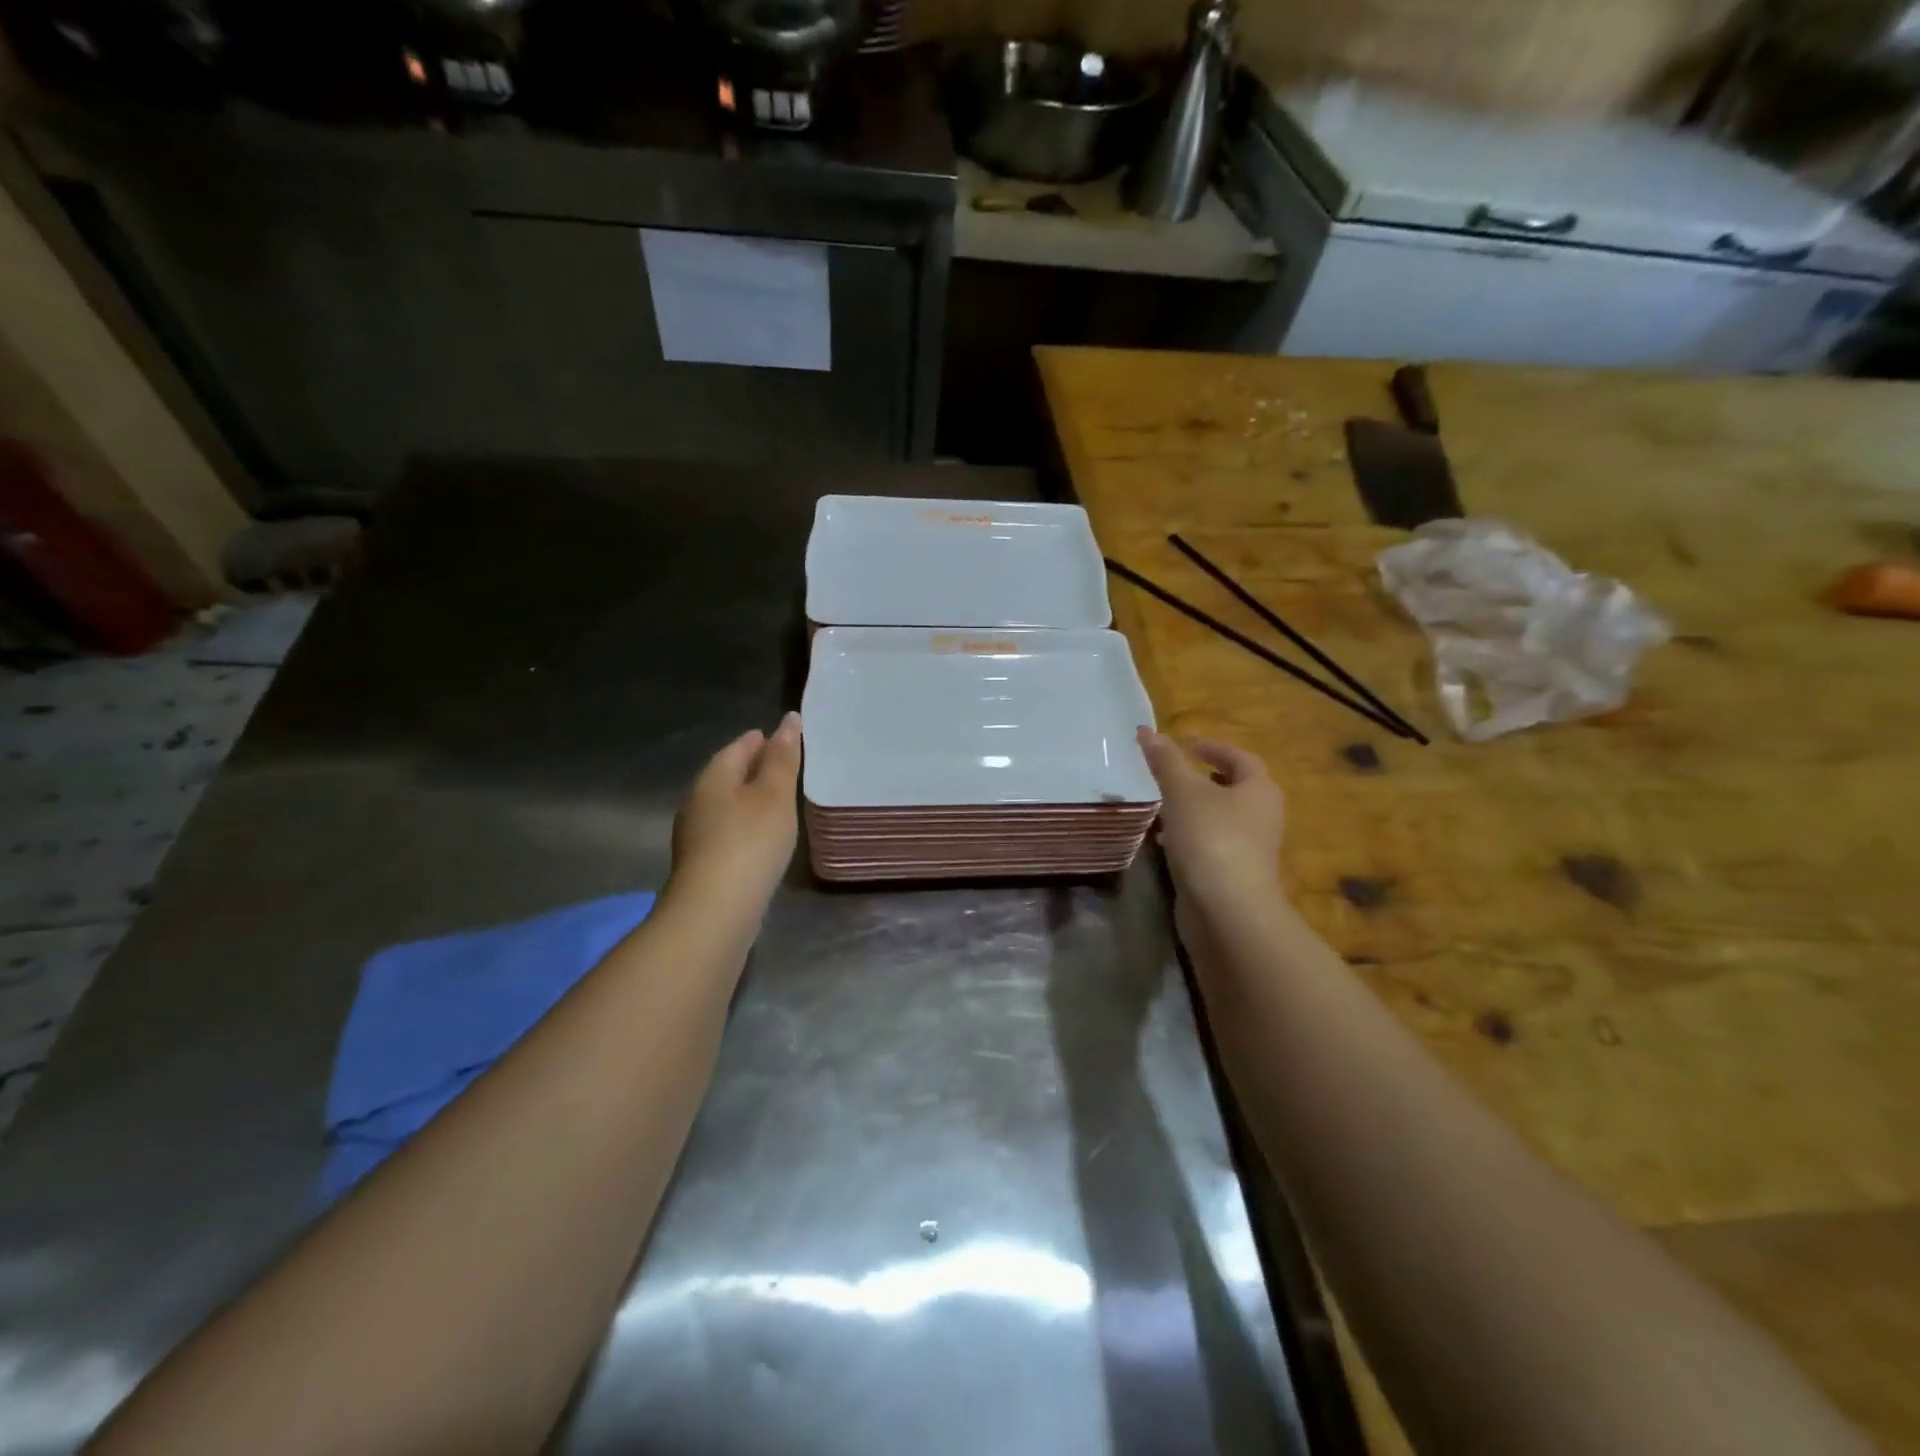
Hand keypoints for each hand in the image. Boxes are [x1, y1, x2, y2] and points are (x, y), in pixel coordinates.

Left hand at [669, 712, 801, 906]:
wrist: (715, 910)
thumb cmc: (750, 842)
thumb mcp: (774, 795)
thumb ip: (783, 758)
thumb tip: (789, 720)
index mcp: (713, 779)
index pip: (736, 748)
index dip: (759, 740)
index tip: (777, 736)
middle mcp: (697, 802)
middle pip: (726, 776)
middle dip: (751, 768)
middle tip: (781, 764)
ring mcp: (695, 836)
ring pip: (725, 806)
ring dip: (747, 799)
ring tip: (776, 801)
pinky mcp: (702, 865)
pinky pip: (726, 832)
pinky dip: (744, 826)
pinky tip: (760, 838)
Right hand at [1137, 728, 1285, 906]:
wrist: (1227, 911)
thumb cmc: (1211, 839)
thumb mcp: (1183, 792)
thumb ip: (1165, 761)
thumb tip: (1147, 731)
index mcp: (1259, 790)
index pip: (1241, 758)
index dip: (1214, 747)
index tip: (1187, 744)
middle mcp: (1261, 817)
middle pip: (1234, 788)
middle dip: (1205, 778)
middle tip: (1175, 772)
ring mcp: (1249, 849)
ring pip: (1220, 818)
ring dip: (1194, 809)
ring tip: (1162, 804)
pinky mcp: (1233, 875)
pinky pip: (1211, 845)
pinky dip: (1189, 837)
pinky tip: (1164, 842)